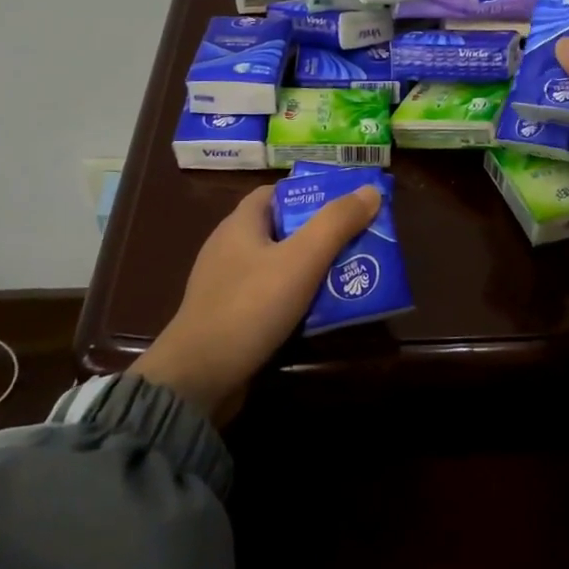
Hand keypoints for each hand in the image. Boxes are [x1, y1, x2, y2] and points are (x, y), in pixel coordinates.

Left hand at [136, 183, 381, 422]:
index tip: (346, 203)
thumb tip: (370, 190)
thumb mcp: (301, 260)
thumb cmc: (249, 308)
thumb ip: (336, 223)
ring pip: (279, 265)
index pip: (276, 193)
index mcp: (240, 224)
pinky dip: (297, 298)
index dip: (311, 193)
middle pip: (282, 229)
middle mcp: (230, 248)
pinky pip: (271, 297)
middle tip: (360, 241)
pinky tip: (322, 310)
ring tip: (352, 274)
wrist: (198, 378)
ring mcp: (227, 285)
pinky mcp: (230, 317)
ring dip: (313, 268)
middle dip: (321, 233)